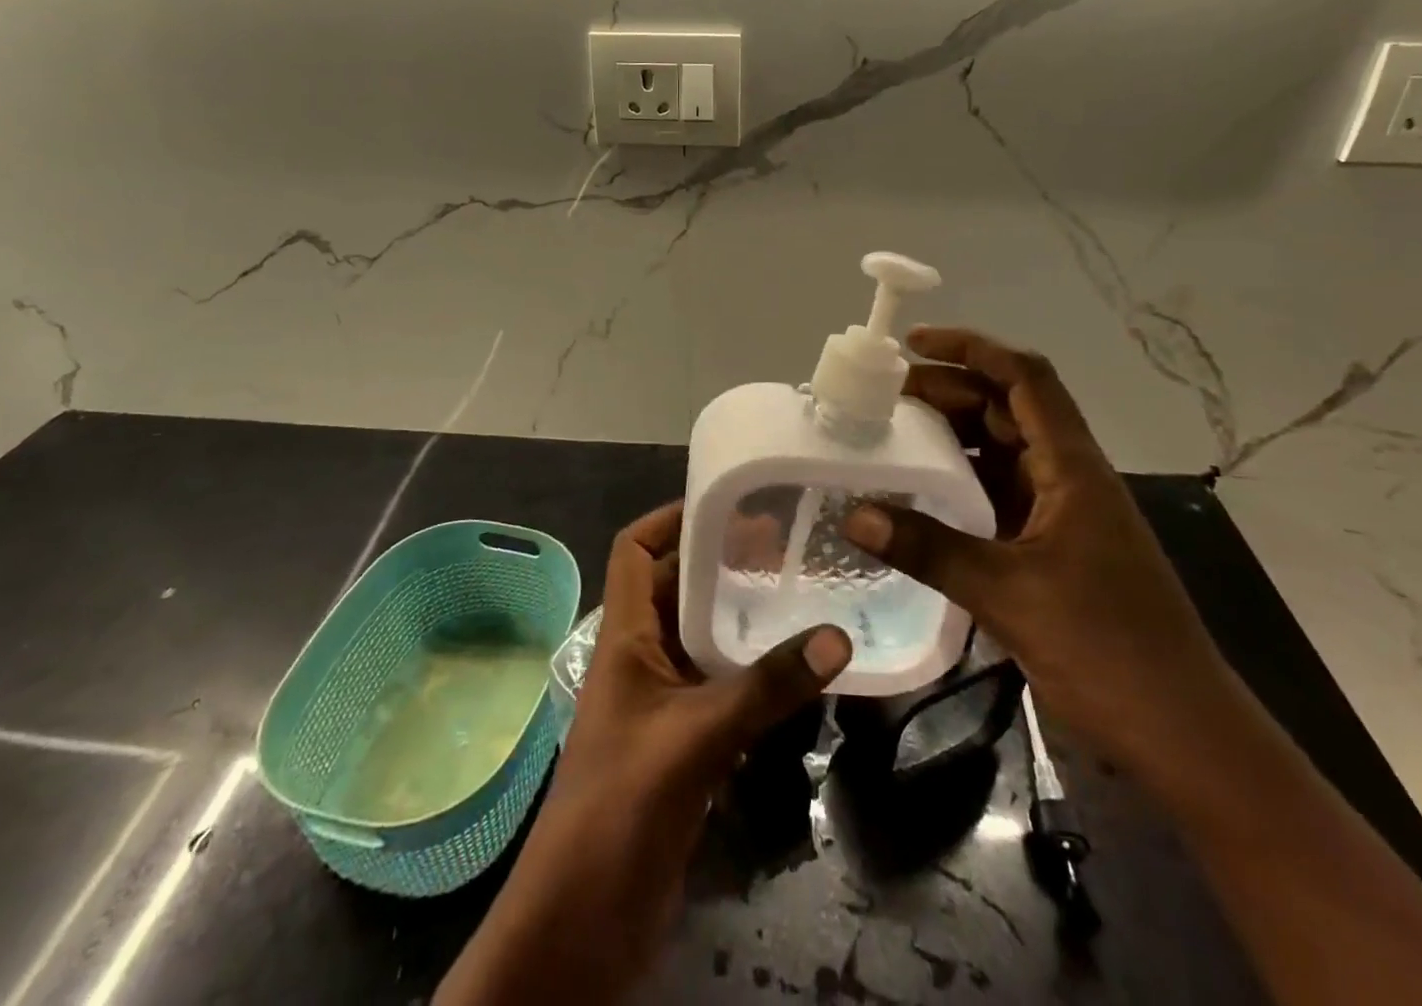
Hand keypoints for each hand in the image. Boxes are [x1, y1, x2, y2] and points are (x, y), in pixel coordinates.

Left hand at [437, 502, 849, 1005]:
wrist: (584, 919)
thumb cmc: (622, 804)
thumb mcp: (697, 736)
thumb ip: (766, 687)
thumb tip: (837, 637)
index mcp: (623, 636)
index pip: (634, 551)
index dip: (670, 518)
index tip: (726, 502)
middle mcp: (639, 657)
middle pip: (676, 587)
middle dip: (721, 561)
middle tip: (784, 543)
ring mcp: (659, 701)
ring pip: (700, 637)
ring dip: (739, 615)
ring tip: (797, 591)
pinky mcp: (681, 742)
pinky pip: (717, 685)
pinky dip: (750, 669)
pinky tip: (794, 667)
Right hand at [842, 327, 1238, 775]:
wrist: (1182, 734)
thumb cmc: (1106, 648)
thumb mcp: (1008, 594)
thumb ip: (928, 549)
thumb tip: (853, 514)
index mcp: (1071, 467)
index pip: (1024, 378)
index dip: (971, 349)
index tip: (913, 345)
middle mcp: (1068, 476)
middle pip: (1007, 410)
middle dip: (948, 392)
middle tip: (884, 395)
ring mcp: (1062, 513)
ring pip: (1002, 452)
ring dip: (953, 437)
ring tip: (892, 433)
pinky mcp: (1053, 547)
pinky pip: (999, 495)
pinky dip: (960, 484)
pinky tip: (920, 493)